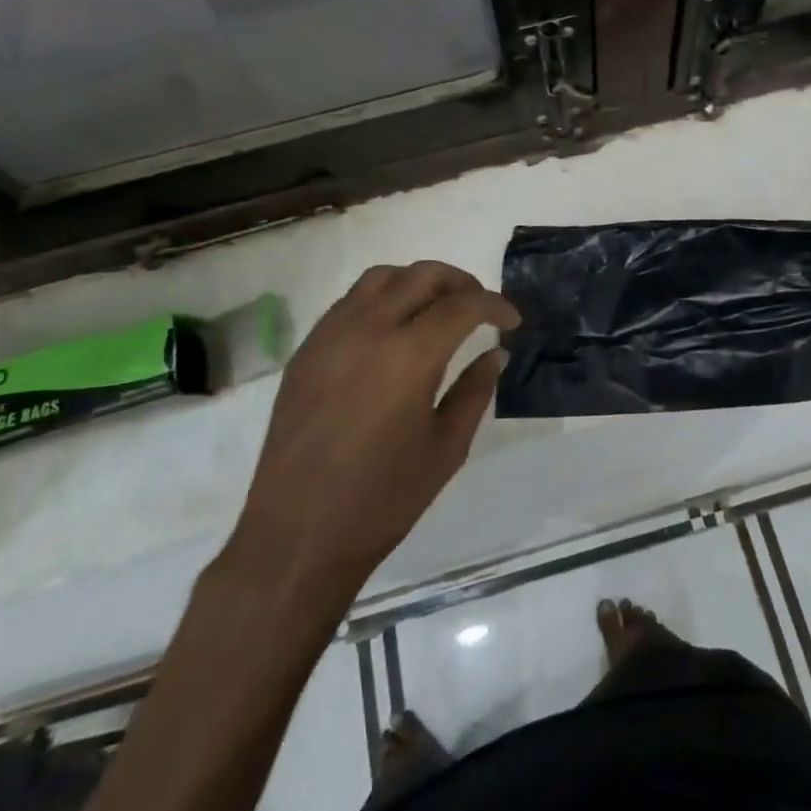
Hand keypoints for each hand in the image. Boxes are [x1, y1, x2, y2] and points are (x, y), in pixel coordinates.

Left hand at [232, 262, 518, 596]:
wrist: (297, 535)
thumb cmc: (382, 500)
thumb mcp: (446, 449)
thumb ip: (475, 392)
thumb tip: (495, 354)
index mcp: (409, 355)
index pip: (463, 304)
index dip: (495, 305)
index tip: (513, 321)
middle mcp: (368, 329)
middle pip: (422, 275)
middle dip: (461, 283)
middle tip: (480, 308)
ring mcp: (330, 335)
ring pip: (381, 277)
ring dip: (417, 282)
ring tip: (436, 309)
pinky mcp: (306, 350)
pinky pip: (349, 302)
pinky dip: (381, 298)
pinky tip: (392, 330)